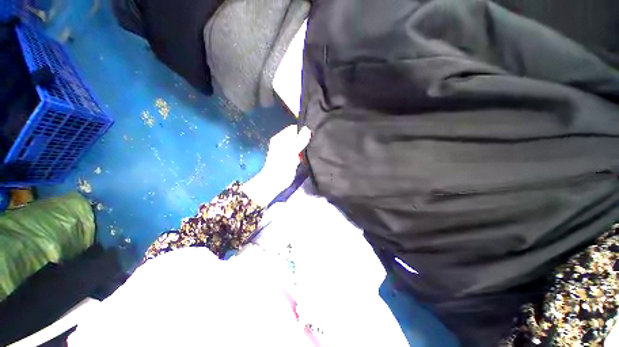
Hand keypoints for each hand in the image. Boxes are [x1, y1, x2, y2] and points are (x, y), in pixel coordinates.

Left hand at [242, 125, 311, 205]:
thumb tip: (307, 129)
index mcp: (281, 138)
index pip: (293, 129)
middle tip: (314, 141)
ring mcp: (288, 151)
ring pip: (299, 145)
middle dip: (305, 139)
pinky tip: (309, 155)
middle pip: (297, 136)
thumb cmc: (281, 165)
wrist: (275, 182)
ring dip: (305, 147)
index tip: (312, 134)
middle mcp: (284, 142)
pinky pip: (299, 153)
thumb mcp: (291, 151)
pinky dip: (304, 153)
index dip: (303, 130)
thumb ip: (299, 140)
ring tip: (313, 148)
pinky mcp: (291, 158)